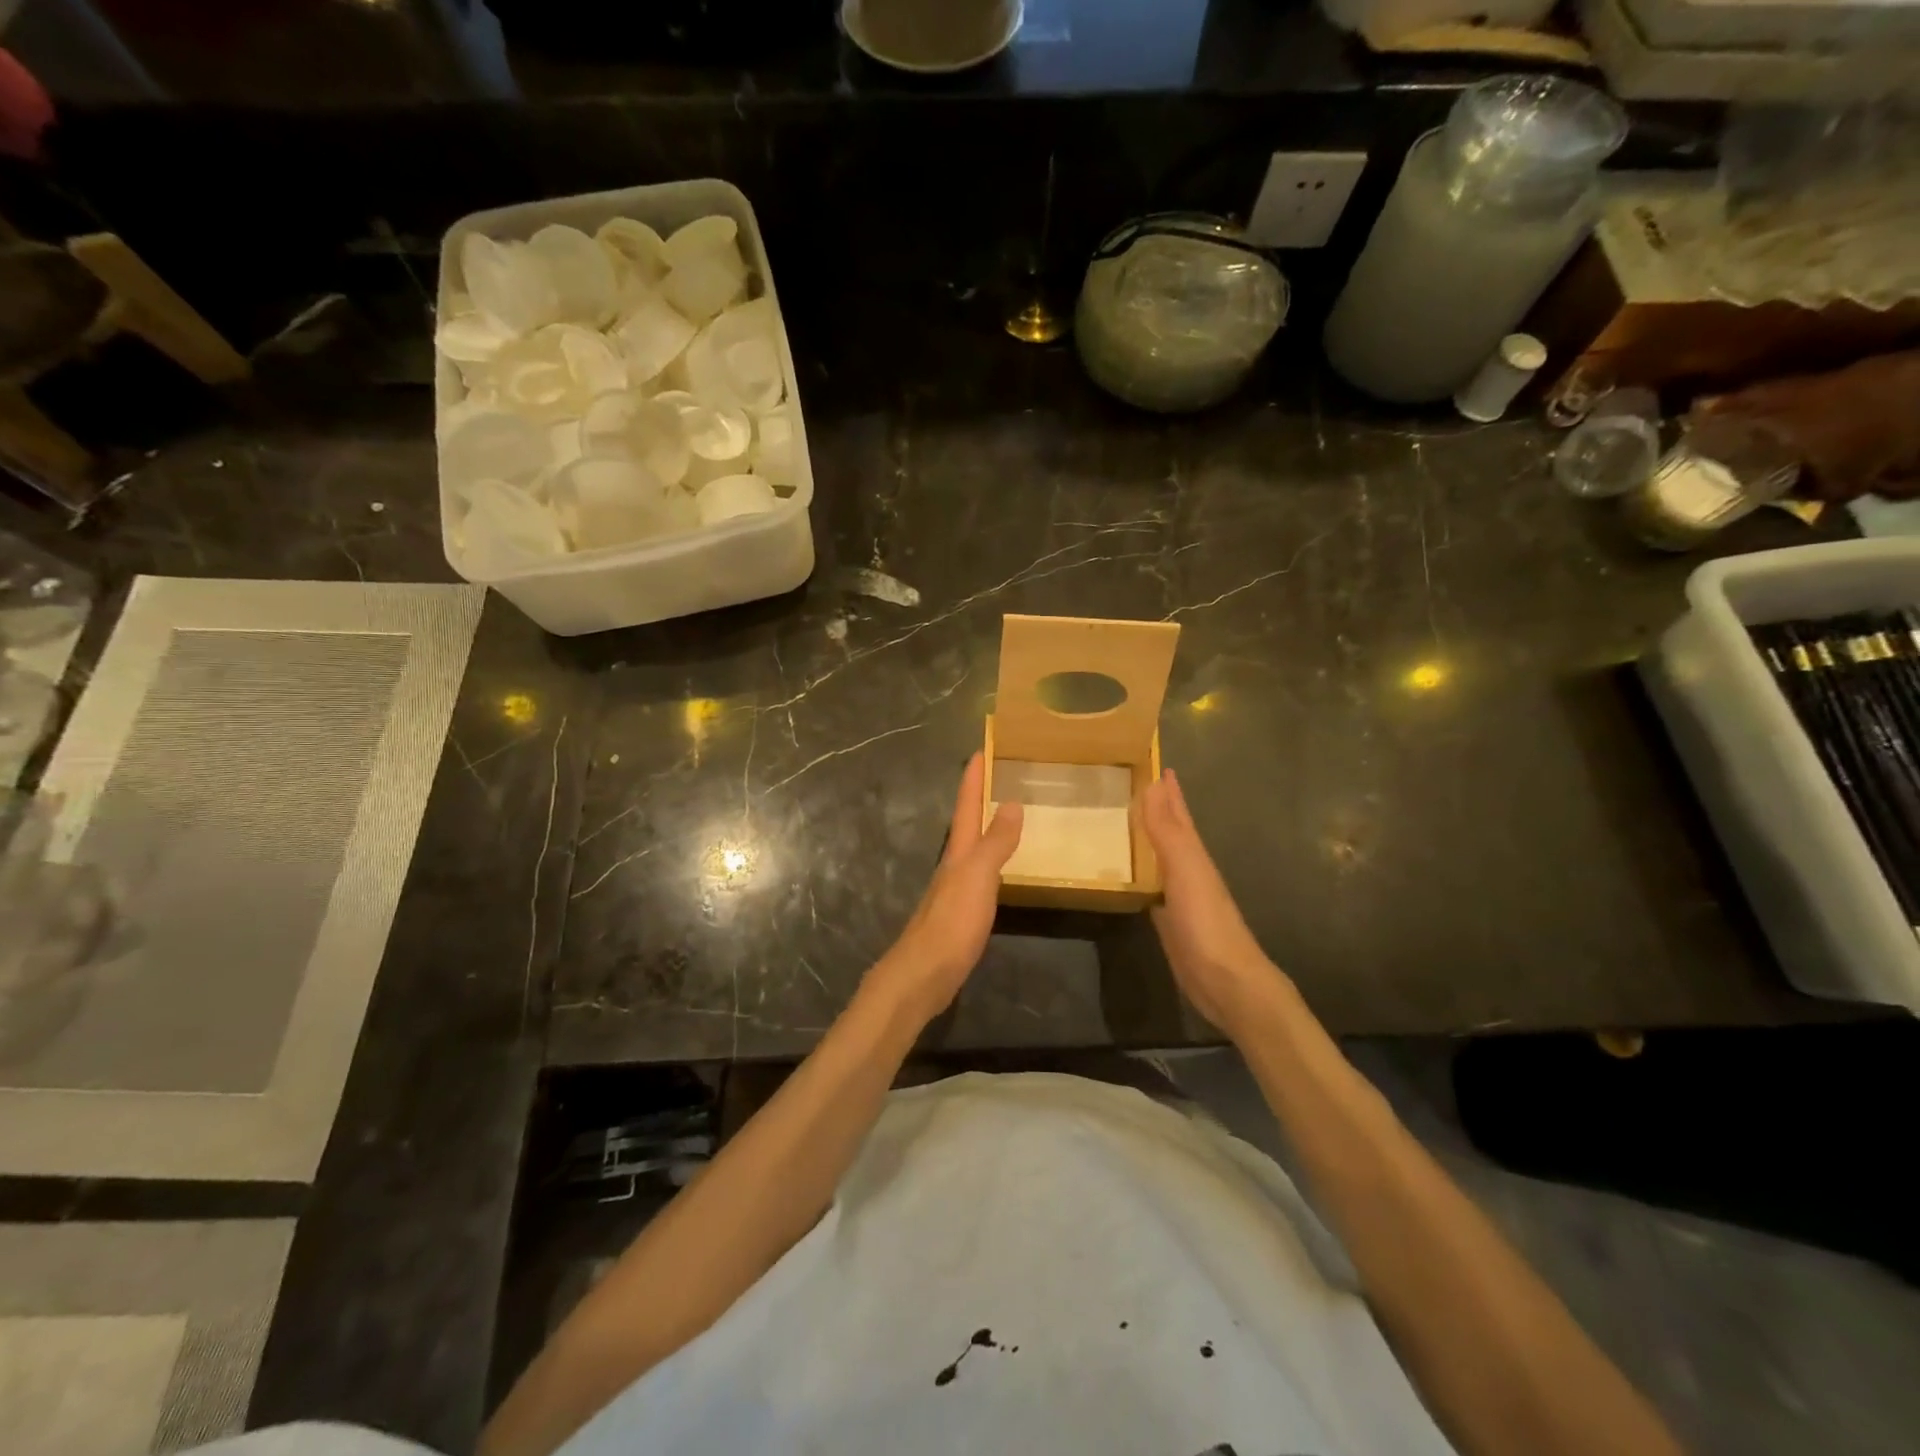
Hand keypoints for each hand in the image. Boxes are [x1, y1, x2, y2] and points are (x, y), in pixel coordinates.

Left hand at [865, 752, 1022, 1025]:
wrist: (924, 974)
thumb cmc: (952, 922)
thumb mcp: (978, 877)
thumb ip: (996, 842)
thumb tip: (1012, 802)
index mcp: (959, 852)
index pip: (967, 805)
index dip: (974, 778)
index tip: (982, 749)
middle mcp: (954, 865)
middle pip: (968, 822)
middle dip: (981, 797)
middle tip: (1002, 775)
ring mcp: (955, 890)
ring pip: (973, 848)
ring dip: (987, 828)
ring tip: (1007, 814)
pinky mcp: (961, 914)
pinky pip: (980, 875)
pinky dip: (992, 861)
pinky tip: (1002, 869)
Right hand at [1141, 769, 1288, 1036]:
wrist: (1225, 980)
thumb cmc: (1205, 921)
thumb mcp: (1185, 870)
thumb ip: (1167, 831)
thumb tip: (1153, 785)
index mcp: (1193, 854)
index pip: (1178, 814)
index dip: (1169, 791)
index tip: (1157, 765)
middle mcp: (1187, 870)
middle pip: (1172, 833)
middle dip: (1160, 809)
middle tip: (1139, 786)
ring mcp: (1179, 897)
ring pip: (1161, 858)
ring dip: (1148, 839)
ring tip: (1128, 823)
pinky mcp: (1169, 921)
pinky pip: (1152, 886)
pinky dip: (1142, 874)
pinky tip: (1132, 874)